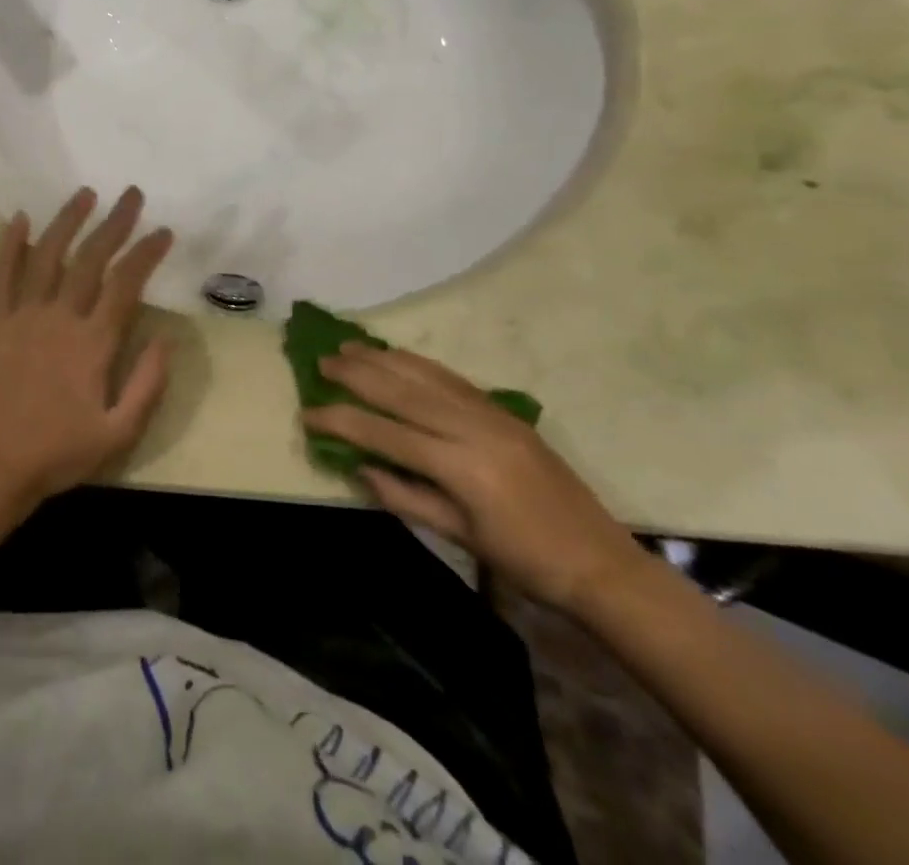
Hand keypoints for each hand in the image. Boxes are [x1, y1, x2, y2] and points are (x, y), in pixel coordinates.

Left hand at [0, 186, 174, 508]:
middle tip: (132, 195)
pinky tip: (19, 218)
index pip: (126, 285)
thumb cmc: (60, 452)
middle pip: (90, 259)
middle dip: (114, 224)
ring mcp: (23, 316)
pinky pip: (0, 276)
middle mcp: (59, 319)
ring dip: (67, 222)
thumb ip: (147, 385)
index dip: (146, 253)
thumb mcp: (119, 433)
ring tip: (85, 194)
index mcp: (93, 343)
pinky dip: (8, 245)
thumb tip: (165, 339)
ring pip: (46, 256)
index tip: (163, 231)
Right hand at [304, 345, 646, 613]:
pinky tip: (395, 356)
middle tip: (320, 363)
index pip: (386, 433)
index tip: (307, 414)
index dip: (342, 421)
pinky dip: (416, 363)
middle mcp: (473, 429)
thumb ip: (405, 497)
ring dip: (382, 359)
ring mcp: (491, 414)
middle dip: (356, 375)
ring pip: (425, 375)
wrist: (600, 561)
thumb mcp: (459, 537)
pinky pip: (450, 377)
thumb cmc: (526, 561)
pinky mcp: (503, 410)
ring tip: (347, 347)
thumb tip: (357, 466)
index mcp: (461, 467)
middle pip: (402, 392)